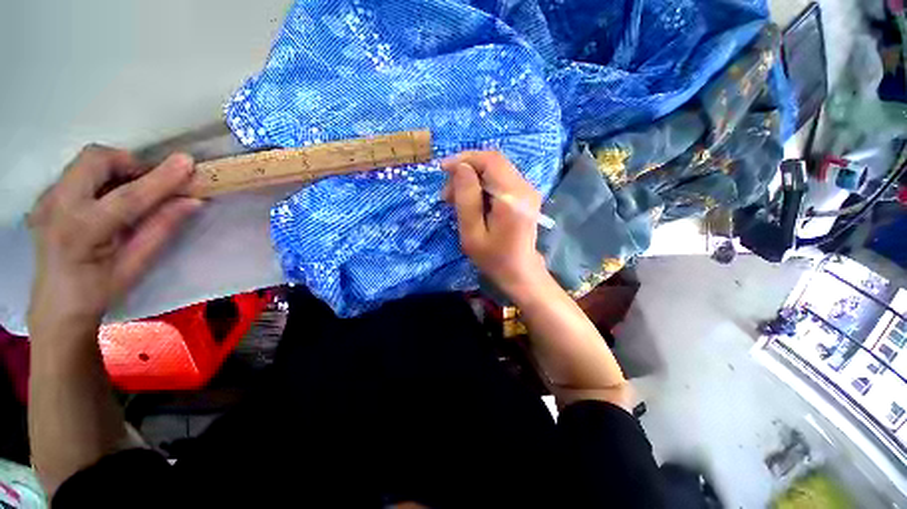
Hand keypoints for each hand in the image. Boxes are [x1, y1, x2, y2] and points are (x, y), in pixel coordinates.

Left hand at [27, 145, 201, 334]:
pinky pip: (77, 173)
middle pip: (95, 159)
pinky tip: (109, 199)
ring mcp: (47, 199)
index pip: (128, 195)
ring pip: (85, 162)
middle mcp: (58, 206)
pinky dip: (101, 177)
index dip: (161, 178)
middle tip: (151, 182)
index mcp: (81, 230)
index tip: (187, 162)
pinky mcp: (46, 198)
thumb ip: (161, 228)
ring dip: (116, 168)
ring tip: (133, 191)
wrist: (56, 306)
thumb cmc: (99, 290)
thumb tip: (192, 201)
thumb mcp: (136, 265)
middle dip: (129, 163)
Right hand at [442, 151, 548, 297]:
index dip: (464, 159)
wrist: (520, 272)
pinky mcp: (525, 195)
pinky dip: (482, 185)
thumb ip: (467, 199)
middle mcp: (525, 188)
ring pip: (496, 169)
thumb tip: (461, 168)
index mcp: (512, 198)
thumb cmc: (494, 258)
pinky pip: (500, 179)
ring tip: (456, 200)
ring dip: (473, 179)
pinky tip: (472, 201)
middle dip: (466, 170)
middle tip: (447, 194)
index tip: (442, 170)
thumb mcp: (472, 233)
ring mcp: (528, 190)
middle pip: (493, 162)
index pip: (490, 161)